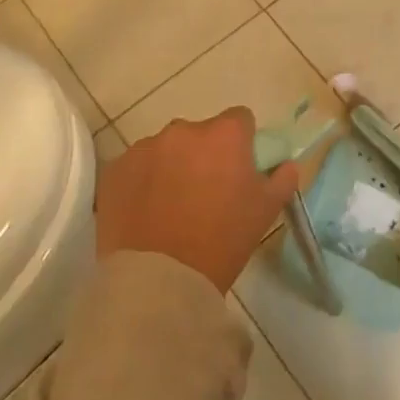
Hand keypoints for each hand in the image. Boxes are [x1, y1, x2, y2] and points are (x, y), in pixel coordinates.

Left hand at [95, 108, 300, 292]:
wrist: (160, 280)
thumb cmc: (222, 240)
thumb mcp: (266, 211)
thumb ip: (282, 178)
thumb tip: (285, 164)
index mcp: (224, 134)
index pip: (240, 119)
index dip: (242, 142)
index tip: (239, 169)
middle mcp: (183, 130)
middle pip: (200, 133)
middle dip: (204, 154)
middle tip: (206, 192)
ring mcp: (144, 148)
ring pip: (166, 149)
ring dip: (172, 166)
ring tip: (171, 206)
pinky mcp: (115, 170)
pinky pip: (136, 167)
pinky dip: (143, 182)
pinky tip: (145, 213)